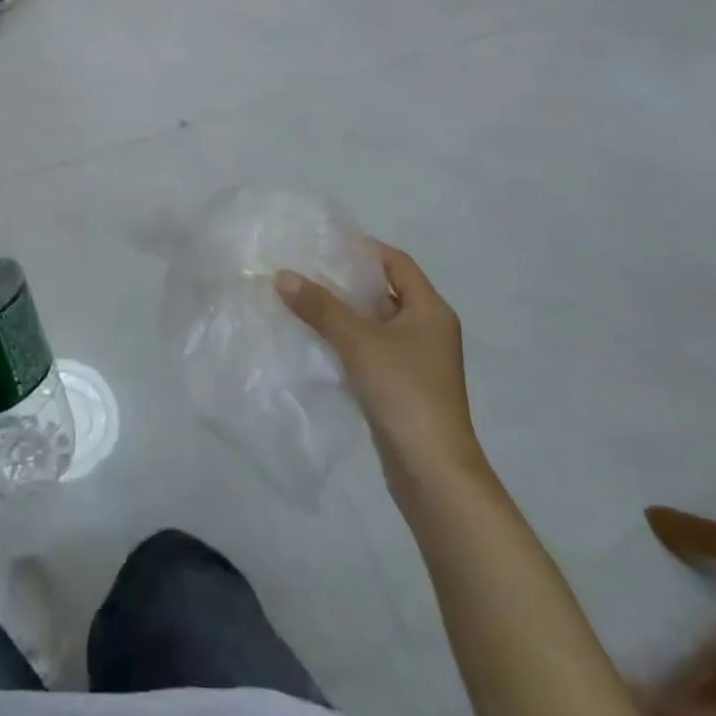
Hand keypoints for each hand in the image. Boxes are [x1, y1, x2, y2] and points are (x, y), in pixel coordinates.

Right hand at [276, 240, 485, 497]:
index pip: (397, 263)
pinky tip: (314, 340)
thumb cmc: (404, 392)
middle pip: (385, 291)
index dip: (364, 249)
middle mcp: (428, 330)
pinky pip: (370, 350)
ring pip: (375, 323)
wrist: (432, 471)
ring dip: (343, 312)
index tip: (326, 243)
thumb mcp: (359, 342)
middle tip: (306, 268)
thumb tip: (283, 275)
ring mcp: (416, 361)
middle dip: (347, 280)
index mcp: (431, 311)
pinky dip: (346, 341)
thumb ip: (321, 307)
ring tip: (302, 299)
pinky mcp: (402, 386)